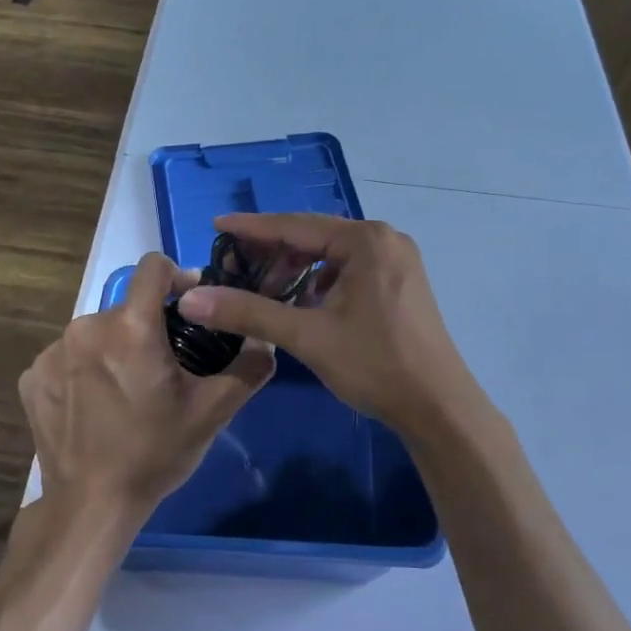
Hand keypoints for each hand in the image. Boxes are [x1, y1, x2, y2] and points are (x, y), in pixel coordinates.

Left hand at [20, 252, 274, 527]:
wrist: (90, 506)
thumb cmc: (154, 453)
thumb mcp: (212, 412)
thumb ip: (247, 368)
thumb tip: (265, 340)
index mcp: (130, 327)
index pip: (153, 267)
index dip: (177, 277)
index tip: (190, 304)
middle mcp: (85, 327)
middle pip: (127, 308)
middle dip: (149, 327)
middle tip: (166, 367)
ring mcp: (52, 353)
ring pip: (97, 333)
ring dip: (116, 348)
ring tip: (129, 390)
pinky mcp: (32, 377)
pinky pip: (68, 357)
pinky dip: (86, 371)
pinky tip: (97, 405)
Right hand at [176, 213, 479, 435]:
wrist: (438, 406)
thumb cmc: (375, 364)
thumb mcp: (307, 336)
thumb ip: (249, 312)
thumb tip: (192, 299)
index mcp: (365, 240)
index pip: (295, 225)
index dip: (252, 227)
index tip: (216, 225)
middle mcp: (384, 239)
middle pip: (315, 236)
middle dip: (275, 253)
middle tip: (237, 269)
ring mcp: (397, 260)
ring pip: (333, 255)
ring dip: (298, 270)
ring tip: (267, 293)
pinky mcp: (402, 281)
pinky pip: (351, 269)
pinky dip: (323, 282)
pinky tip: (305, 304)